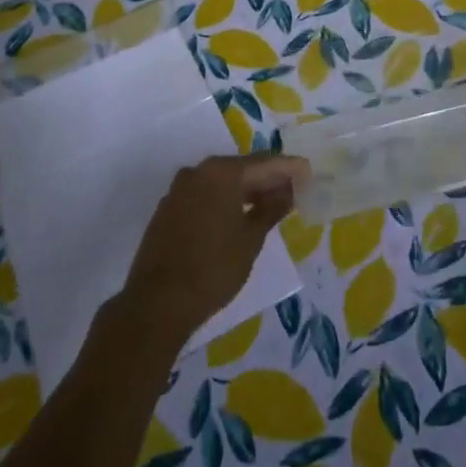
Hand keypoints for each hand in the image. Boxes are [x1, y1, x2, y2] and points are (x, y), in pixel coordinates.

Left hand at [121, 154, 311, 344]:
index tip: (308, 172)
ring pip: (222, 182)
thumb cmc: (213, 268)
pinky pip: (205, 195)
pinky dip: (225, 200)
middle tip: (293, 189)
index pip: (265, 163)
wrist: (157, 303)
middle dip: (268, 178)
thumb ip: (272, 209)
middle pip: (242, 168)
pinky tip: (238, 215)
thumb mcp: (251, 239)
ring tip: (270, 203)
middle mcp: (198, 171)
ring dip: (246, 190)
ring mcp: (179, 189)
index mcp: (222, 172)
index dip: (289, 168)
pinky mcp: (168, 209)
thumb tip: (287, 190)